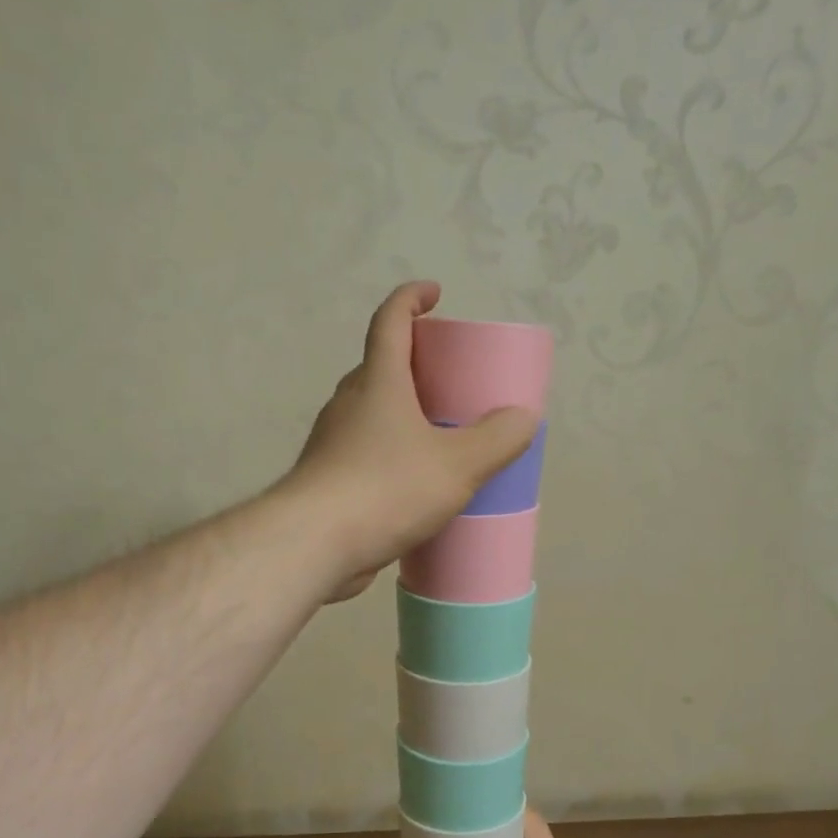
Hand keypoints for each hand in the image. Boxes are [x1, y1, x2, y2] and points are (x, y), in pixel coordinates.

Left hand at [285, 282, 539, 602]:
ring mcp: (333, 443)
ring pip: (371, 413)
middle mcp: (349, 404)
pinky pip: (366, 452)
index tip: (434, 294)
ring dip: (401, 412)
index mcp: (378, 382)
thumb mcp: (457, 465)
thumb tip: (524, 418)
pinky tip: (413, 483)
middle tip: (448, 379)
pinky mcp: (328, 480)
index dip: (411, 299)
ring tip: (438, 434)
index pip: (390, 321)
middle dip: (413, 363)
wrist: (313, 544)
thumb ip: (497, 440)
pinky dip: (391, 453)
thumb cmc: (386, 489)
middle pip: (380, 367)